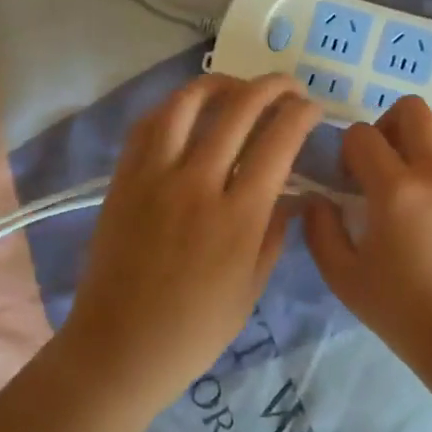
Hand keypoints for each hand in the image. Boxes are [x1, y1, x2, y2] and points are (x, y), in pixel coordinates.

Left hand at [65, 74, 321, 408]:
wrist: (118, 348)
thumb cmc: (194, 330)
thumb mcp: (250, 288)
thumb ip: (274, 234)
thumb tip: (293, 196)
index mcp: (238, 217)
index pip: (278, 142)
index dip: (301, 114)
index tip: (312, 108)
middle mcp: (197, 184)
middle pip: (239, 109)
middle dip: (272, 87)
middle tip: (288, 86)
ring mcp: (155, 177)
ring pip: (187, 104)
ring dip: (220, 83)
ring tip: (238, 86)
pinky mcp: (123, 179)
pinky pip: (148, 125)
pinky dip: (174, 106)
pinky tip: (190, 109)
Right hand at [302, 96, 431, 362]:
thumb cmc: (402, 311)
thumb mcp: (344, 277)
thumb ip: (321, 231)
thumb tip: (317, 200)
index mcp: (396, 189)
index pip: (363, 135)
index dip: (346, 149)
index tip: (346, 179)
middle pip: (412, 109)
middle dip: (385, 123)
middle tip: (376, 161)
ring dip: (419, 136)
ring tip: (406, 172)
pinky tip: (431, 202)